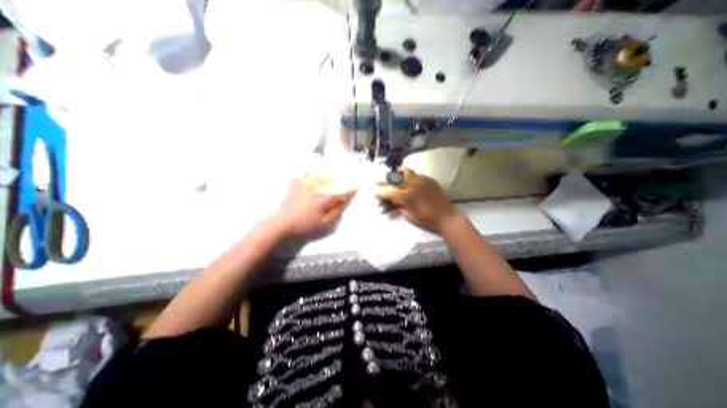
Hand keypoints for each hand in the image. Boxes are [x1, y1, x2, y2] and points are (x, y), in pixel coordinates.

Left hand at [273, 176, 355, 239]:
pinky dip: (315, 175)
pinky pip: (309, 174)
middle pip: (333, 178)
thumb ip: (337, 211)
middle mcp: (316, 186)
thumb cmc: (305, 226)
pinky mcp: (296, 181)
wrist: (281, 224)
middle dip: (341, 179)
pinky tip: (316, 178)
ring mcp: (305, 182)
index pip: (343, 190)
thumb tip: (346, 200)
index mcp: (324, 197)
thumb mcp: (325, 224)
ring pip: (322, 174)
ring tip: (331, 178)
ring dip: (329, 176)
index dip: (352, 188)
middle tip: (345, 181)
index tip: (359, 186)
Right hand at [374, 165, 457, 234]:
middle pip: (395, 179)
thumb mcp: (409, 216)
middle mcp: (413, 185)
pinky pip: (415, 174)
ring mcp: (422, 180)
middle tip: (377, 181)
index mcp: (407, 196)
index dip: (380, 192)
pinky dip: (407, 175)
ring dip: (396, 173)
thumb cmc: (426, 221)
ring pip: (405, 172)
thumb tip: (392, 200)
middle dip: (384, 180)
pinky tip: (405, 178)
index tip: (374, 193)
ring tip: (390, 174)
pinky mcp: (429, 180)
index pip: (389, 192)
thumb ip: (398, 206)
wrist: (446, 218)